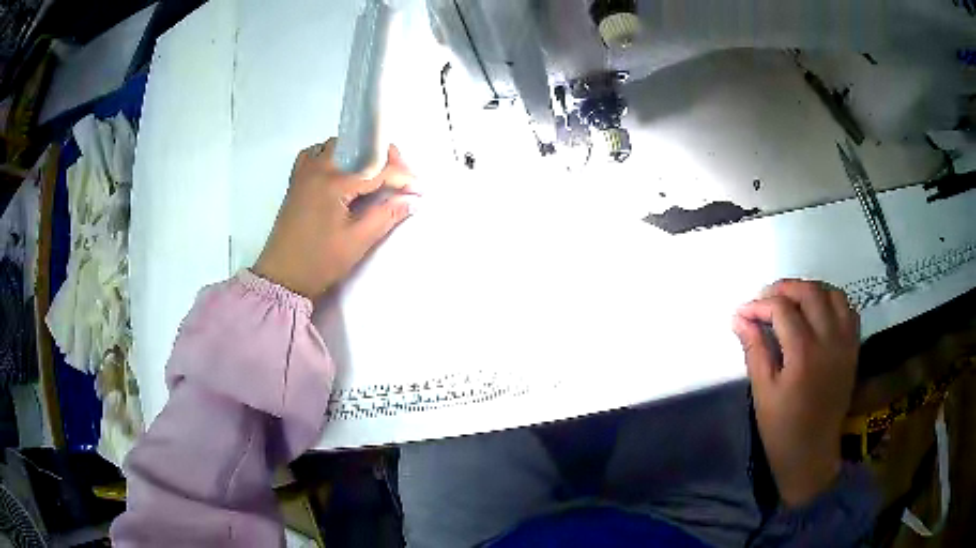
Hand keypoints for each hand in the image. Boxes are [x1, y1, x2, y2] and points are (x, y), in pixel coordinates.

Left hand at [253, 138, 415, 298]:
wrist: (282, 277)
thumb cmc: (319, 261)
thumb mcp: (357, 241)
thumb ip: (387, 216)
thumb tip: (413, 200)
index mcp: (333, 182)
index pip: (376, 168)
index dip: (402, 176)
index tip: (418, 189)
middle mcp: (318, 167)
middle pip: (358, 146)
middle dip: (384, 157)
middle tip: (400, 178)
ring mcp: (305, 171)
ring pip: (338, 145)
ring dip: (360, 153)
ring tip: (376, 173)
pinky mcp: (297, 180)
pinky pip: (316, 153)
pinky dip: (334, 155)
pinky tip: (343, 169)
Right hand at [732, 279, 859, 506]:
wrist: (812, 454)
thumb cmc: (782, 429)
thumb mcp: (762, 393)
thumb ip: (754, 350)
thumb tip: (739, 318)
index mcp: (804, 354)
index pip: (782, 309)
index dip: (759, 305)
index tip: (742, 313)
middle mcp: (829, 341)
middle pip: (810, 292)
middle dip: (784, 288)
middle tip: (765, 299)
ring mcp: (845, 343)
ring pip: (833, 294)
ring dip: (810, 290)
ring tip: (792, 301)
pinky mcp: (853, 350)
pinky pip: (848, 310)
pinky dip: (832, 302)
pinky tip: (818, 312)